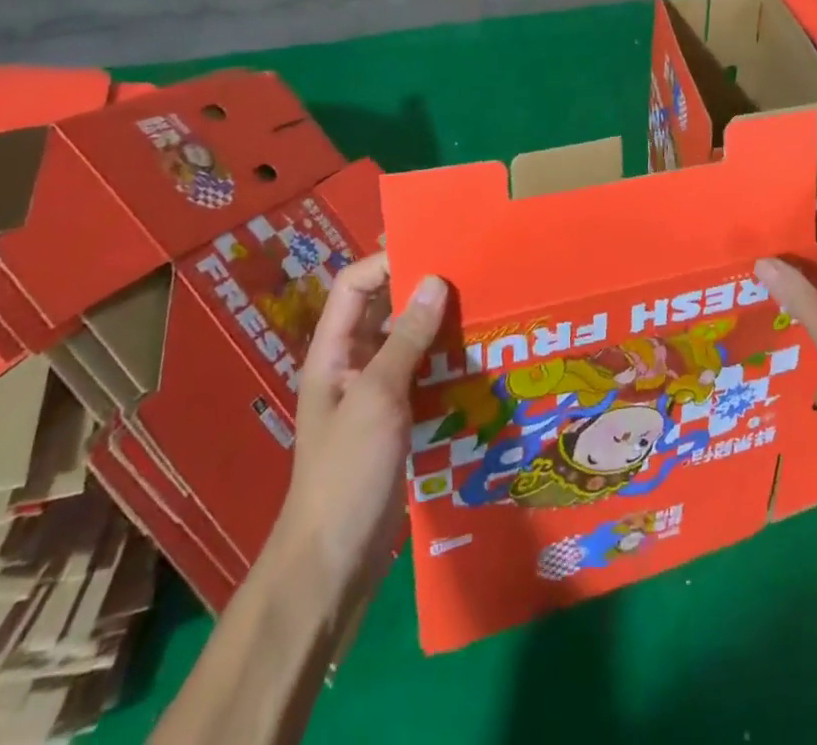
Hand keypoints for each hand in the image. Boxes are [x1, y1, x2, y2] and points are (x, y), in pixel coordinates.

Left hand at [269, 256, 448, 605]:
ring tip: (484, 308)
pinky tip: (480, 358)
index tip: (435, 251)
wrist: (333, 564)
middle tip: (471, 274)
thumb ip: (405, 339)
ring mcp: (375, 394)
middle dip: (422, 290)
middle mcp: (352, 363)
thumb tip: (435, 280)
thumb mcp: (377, 398)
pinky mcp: (397, 420)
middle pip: (384, 309)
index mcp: (333, 351)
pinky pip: (423, 375)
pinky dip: (446, 362)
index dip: (387, 261)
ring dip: (439, 326)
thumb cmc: (346, 472)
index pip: (355, 285)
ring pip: (408, 342)